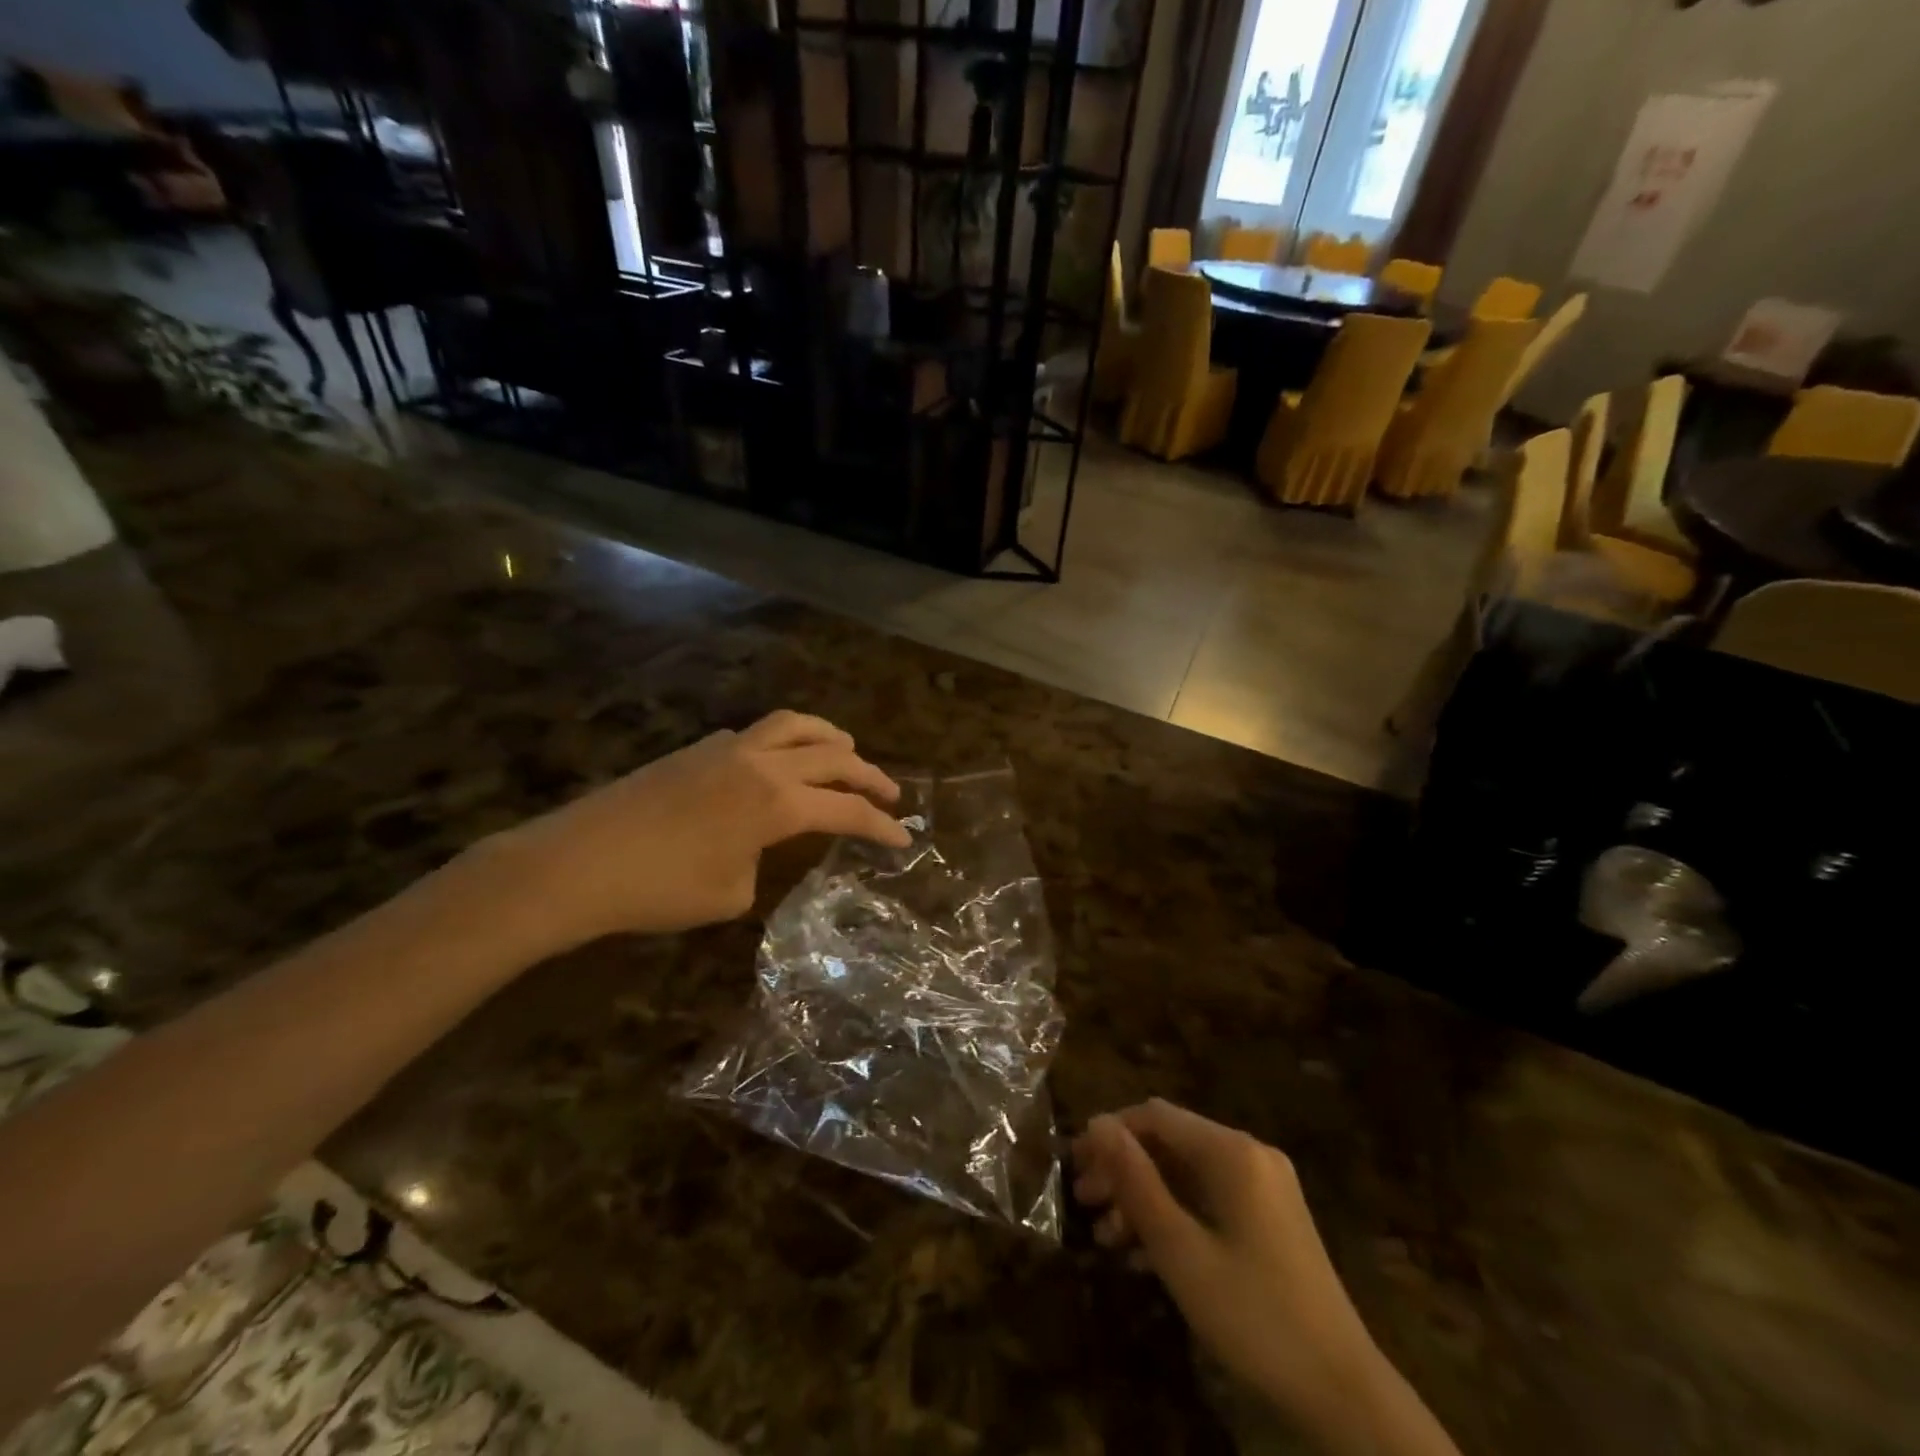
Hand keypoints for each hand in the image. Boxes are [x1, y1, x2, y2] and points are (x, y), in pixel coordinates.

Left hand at [465, 710, 908, 952]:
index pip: (846, 811)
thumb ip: (762, 862)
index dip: (880, 826)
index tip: (904, 839)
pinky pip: (758, 732)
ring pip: (795, 725)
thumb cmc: (659, 890)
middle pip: (833, 757)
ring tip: (846, 750)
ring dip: (830, 737)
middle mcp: (761, 764)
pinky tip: (780, 760)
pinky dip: (785, 740)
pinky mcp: (697, 748)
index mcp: (777, 803)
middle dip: (869, 776)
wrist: (577, 863)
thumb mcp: (731, 894)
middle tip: (890, 794)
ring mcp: (727, 749)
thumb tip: (758, 844)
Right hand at [1073, 1102, 1457, 1455]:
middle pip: (1170, 1143)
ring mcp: (1265, 1187)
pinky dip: (1174, 1215)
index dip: (1109, 1134)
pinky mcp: (1271, 1220)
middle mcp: (1250, 1154)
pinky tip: (1144, 1254)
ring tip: (1105, 1236)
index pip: (1154, 1116)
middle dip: (1123, 1169)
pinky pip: (1210, 1199)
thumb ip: (1135, 1180)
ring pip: (1187, 1173)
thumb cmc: (1252, 1314)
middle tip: (1084, 1203)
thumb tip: (1097, 1123)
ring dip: (1144, 1197)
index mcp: (1231, 1151)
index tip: (1074, 1166)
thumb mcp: (1180, 1248)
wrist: (1343, 1394)